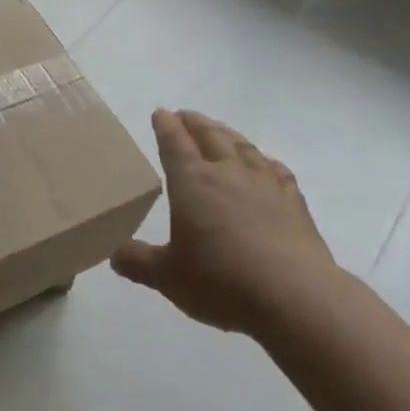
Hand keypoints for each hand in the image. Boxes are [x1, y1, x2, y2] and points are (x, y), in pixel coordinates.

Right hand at [112, 109, 342, 335]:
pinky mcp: (294, 201)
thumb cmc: (220, 282)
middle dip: (194, 122)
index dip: (165, 126)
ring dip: (226, 133)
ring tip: (219, 129)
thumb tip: (115, 256)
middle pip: (209, 134)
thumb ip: (139, 262)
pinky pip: (276, 170)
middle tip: (185, 115)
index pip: (174, 143)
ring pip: (242, 146)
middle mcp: (227, 172)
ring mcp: (264, 184)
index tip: (161, 113)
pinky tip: (265, 164)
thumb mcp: (167, 277)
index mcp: (192, 182)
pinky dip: (264, 160)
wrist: (294, 297)